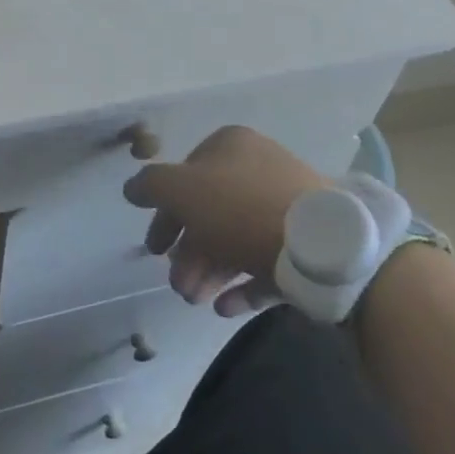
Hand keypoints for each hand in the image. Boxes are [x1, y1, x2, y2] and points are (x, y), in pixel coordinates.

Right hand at [123, 126, 328, 315]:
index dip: (165, 212)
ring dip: (208, 270)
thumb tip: (131, 187)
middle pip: (210, 212)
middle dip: (188, 252)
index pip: (186, 175)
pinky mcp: (307, 244)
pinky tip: (224, 307)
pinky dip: (241, 284)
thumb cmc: (242, 209)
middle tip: (177, 285)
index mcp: (231, 146)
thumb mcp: (182, 190)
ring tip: (195, 301)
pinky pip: (266, 262)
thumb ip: (151, 186)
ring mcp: (286, 206)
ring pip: (235, 239)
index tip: (155, 248)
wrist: (323, 247)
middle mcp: (258, 169)